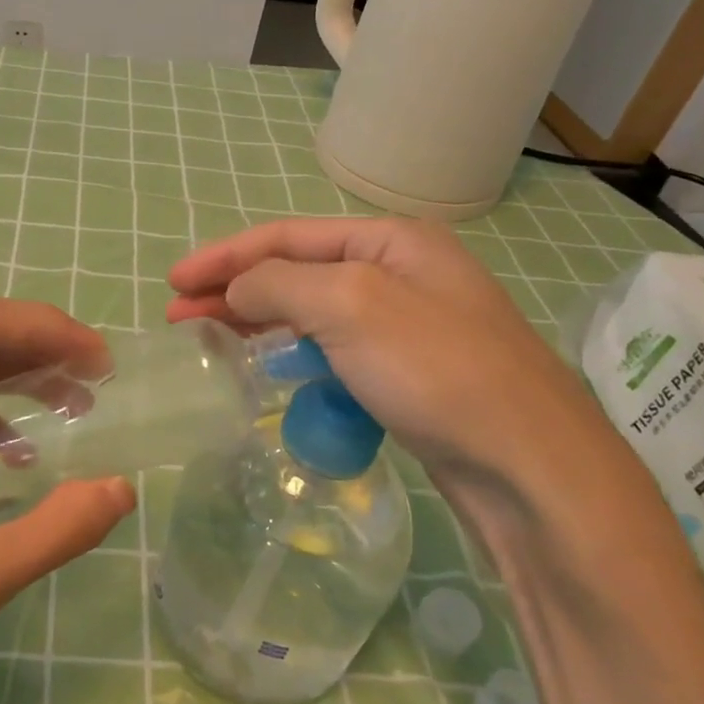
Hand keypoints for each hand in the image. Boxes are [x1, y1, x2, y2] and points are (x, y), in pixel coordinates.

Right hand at [167, 217, 623, 497]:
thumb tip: (237, 289)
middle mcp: (401, 272)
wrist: (529, 466)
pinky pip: (333, 350)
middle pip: (297, 272)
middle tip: (179, 315)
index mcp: (392, 240)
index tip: (173, 282)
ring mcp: (407, 325)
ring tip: (211, 339)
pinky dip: (293, 353)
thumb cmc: (437, 371)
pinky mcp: (407, 373)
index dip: (224, 256)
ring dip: (259, 321)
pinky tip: (269, 369)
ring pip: (313, 313)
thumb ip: (280, 284)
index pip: (286, 237)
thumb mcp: (350, 306)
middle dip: (235, 289)